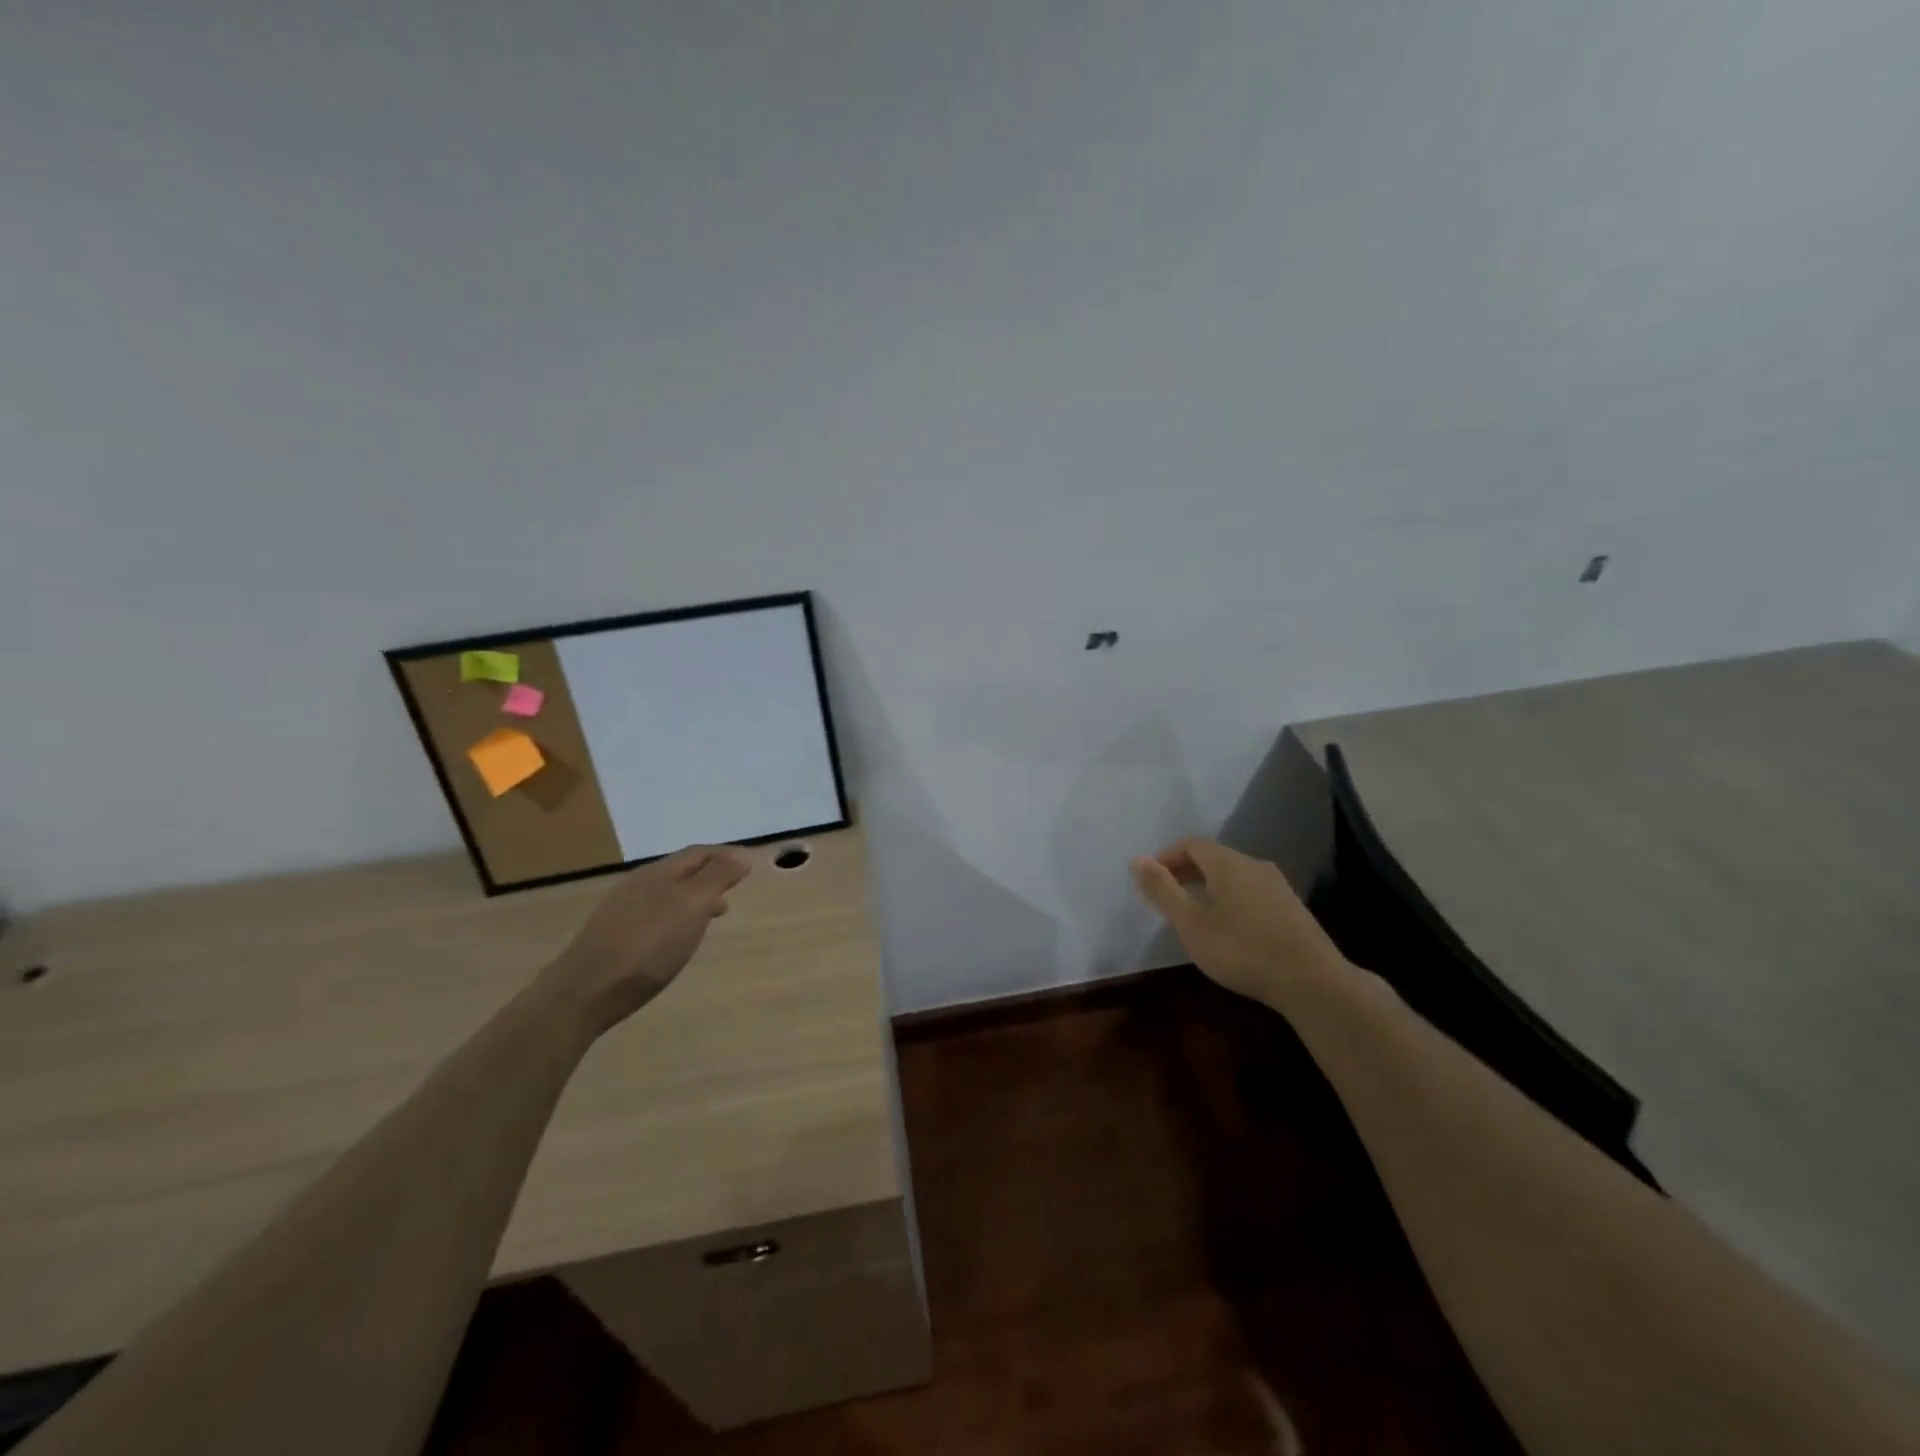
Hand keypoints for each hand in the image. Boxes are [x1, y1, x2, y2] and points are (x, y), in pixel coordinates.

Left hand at [538, 844, 752, 1037]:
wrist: (585, 992)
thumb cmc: (648, 946)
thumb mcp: (691, 907)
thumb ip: (717, 878)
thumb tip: (740, 855)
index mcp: (660, 872)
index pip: (699, 853)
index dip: (726, 855)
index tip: (749, 864)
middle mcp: (639, 884)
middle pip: (682, 871)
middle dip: (711, 876)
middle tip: (734, 890)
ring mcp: (621, 909)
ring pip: (667, 893)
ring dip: (694, 898)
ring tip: (712, 917)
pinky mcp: (611, 935)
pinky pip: (653, 913)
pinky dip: (675, 916)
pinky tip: (675, 937)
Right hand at [1130, 837, 1351, 1008]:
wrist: (1312, 981)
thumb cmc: (1241, 949)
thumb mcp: (1191, 923)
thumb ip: (1162, 890)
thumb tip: (1137, 859)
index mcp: (1227, 863)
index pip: (1190, 844)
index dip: (1166, 857)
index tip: (1149, 880)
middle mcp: (1253, 864)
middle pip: (1213, 856)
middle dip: (1185, 870)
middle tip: (1166, 895)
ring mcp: (1277, 885)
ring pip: (1233, 874)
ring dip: (1207, 885)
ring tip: (1192, 912)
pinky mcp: (1291, 907)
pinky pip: (1250, 890)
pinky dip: (1229, 897)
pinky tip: (1226, 926)